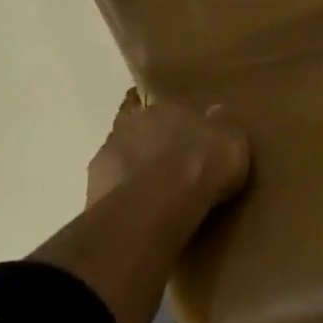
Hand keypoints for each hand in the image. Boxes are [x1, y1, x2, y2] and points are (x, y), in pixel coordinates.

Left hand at [86, 89, 249, 213]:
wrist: (155, 208)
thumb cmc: (199, 164)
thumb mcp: (231, 140)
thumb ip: (222, 125)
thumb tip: (215, 113)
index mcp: (162, 106)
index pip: (161, 105)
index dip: (171, 119)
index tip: (180, 132)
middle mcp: (129, 126)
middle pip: (137, 131)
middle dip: (149, 145)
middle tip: (167, 165)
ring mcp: (106, 161)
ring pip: (120, 162)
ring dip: (132, 174)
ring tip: (153, 197)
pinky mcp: (92, 196)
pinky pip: (111, 195)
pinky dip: (123, 202)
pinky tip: (139, 218)